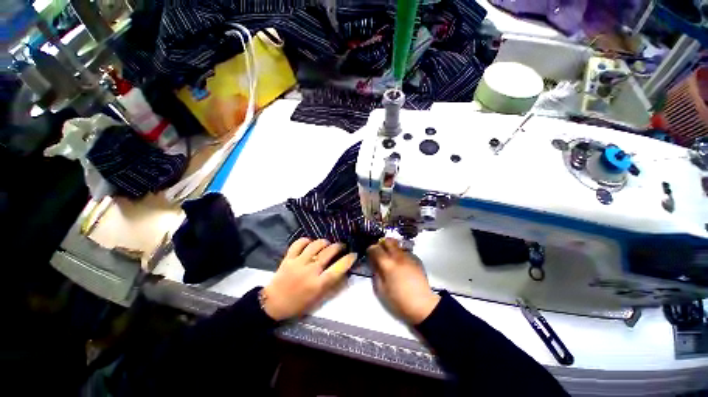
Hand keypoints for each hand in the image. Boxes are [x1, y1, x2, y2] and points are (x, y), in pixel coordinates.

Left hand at [262, 238, 356, 320]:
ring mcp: (298, 262)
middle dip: (338, 246)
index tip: (353, 254)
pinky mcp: (288, 258)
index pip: (337, 269)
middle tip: (342, 246)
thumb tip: (345, 273)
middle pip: (328, 252)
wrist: (273, 303)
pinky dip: (306, 240)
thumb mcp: (318, 300)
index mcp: (317, 284)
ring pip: (315, 245)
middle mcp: (309, 271)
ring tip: (327, 244)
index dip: (348, 259)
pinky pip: (298, 243)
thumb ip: (333, 286)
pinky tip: (310, 242)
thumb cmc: (298, 304)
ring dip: (324, 242)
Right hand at [368, 238, 440, 324]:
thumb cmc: (399, 300)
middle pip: (388, 241)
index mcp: (388, 264)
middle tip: (379, 252)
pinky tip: (399, 264)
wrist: (423, 305)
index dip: (371, 249)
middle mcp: (398, 257)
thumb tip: (374, 264)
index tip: (369, 254)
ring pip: (397, 245)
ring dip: (391, 248)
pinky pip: (404, 251)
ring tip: (389, 258)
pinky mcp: (415, 260)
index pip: (376, 249)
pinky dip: (399, 253)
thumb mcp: (381, 290)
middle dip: (382, 244)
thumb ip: (376, 274)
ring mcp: (408, 257)